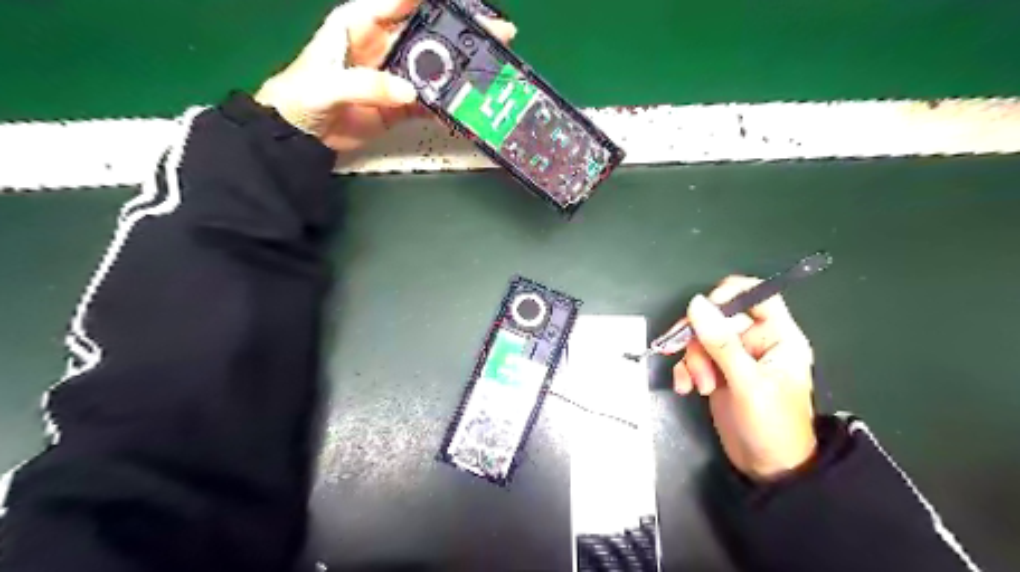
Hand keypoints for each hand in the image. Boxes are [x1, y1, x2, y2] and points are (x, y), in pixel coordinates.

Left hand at [260, 1, 519, 154]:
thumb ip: (367, 85)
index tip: (462, 4)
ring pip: (436, 67)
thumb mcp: (328, 84)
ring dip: (461, 70)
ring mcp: (396, 76)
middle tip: (495, 34)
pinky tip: (465, 105)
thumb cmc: (302, 97)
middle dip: (461, 33)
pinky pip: (430, 101)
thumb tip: (409, 93)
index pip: (399, 1)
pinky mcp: (402, 104)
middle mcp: (385, 44)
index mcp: (361, 23)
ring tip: (489, 70)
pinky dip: (448, 105)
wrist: (301, 135)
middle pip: (430, 33)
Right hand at [671, 276, 817, 482]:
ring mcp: (734, 356)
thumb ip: (721, 343)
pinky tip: (685, 388)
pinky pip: (692, 357)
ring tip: (699, 386)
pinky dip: (684, 370)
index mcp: (778, 336)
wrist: (767, 470)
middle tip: (696, 364)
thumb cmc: (772, 426)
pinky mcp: (716, 371)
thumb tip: (696, 304)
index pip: (756, 295)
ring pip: (701, 338)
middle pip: (718, 317)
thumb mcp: (747, 383)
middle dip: (701, 340)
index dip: (729, 295)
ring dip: (692, 360)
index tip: (703, 311)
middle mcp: (755, 341)